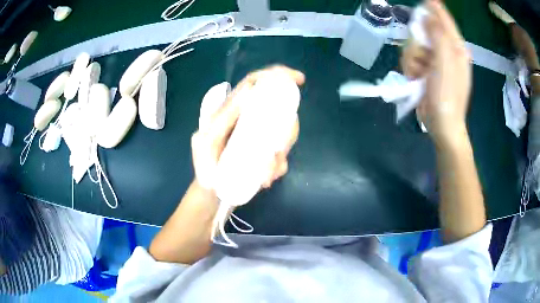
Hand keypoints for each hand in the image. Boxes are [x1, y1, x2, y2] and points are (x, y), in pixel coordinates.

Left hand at [191, 65, 304, 194]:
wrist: (212, 191)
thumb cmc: (205, 165)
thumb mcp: (206, 140)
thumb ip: (222, 117)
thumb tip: (248, 90)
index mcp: (234, 111)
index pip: (256, 83)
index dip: (277, 75)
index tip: (299, 80)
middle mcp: (250, 119)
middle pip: (280, 111)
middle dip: (286, 133)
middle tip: (276, 154)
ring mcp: (261, 137)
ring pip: (285, 136)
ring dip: (280, 157)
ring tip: (265, 174)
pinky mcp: (267, 154)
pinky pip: (282, 157)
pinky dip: (278, 169)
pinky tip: (265, 179)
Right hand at [401, 0, 471, 147]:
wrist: (442, 125)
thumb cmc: (447, 96)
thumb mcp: (445, 64)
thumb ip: (438, 37)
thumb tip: (429, 16)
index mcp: (457, 50)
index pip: (445, 22)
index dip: (435, 9)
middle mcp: (447, 52)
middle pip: (425, 32)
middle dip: (418, 44)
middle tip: (421, 58)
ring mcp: (435, 62)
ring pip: (414, 46)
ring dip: (412, 59)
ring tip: (418, 75)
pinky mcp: (425, 71)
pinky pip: (411, 59)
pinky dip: (410, 68)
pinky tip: (415, 79)